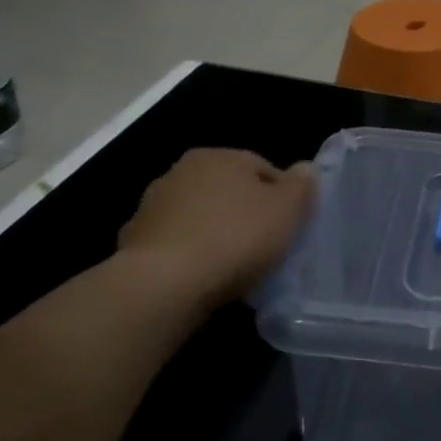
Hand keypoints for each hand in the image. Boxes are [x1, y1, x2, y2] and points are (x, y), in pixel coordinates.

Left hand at [119, 148, 316, 306]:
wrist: (163, 284)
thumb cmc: (235, 238)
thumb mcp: (286, 210)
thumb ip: (301, 185)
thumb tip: (306, 169)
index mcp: (219, 156)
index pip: (264, 169)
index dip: (283, 198)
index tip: (291, 227)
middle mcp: (182, 171)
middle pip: (229, 191)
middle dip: (246, 214)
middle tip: (266, 247)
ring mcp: (152, 206)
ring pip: (200, 217)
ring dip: (216, 234)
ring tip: (234, 267)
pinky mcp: (134, 241)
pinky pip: (176, 244)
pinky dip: (189, 254)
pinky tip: (202, 277)